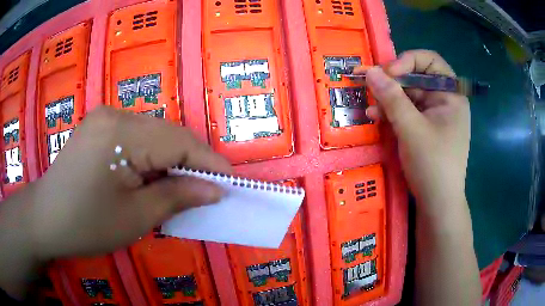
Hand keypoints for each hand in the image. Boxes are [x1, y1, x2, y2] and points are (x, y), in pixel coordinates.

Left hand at [21, 106, 230, 259]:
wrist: (46, 218)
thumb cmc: (87, 225)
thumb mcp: (136, 218)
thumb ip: (177, 197)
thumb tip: (215, 189)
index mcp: (120, 133)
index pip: (179, 141)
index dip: (209, 162)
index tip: (230, 182)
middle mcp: (114, 113)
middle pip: (166, 134)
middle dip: (190, 162)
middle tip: (206, 189)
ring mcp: (104, 117)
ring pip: (152, 134)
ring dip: (170, 160)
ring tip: (178, 187)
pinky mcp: (99, 126)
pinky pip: (136, 136)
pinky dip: (150, 157)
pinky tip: (149, 177)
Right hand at [362, 50, 469, 208]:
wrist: (437, 204)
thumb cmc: (433, 165)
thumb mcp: (411, 128)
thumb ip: (391, 97)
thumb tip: (370, 71)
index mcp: (451, 95)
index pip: (430, 61)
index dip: (408, 60)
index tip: (388, 72)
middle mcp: (444, 101)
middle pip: (417, 78)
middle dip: (393, 81)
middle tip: (370, 85)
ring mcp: (435, 115)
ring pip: (409, 96)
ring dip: (389, 99)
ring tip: (370, 107)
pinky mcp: (425, 129)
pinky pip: (408, 112)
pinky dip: (393, 113)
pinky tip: (376, 117)